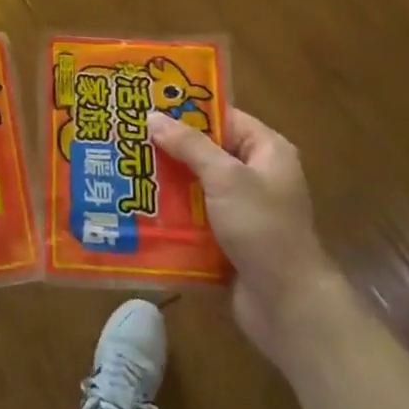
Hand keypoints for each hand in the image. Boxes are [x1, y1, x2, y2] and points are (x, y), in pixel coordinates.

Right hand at [149, 107, 345, 361]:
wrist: (285, 303)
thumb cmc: (262, 228)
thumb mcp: (225, 178)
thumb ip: (189, 145)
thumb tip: (153, 116)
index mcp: (266, 151)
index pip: (223, 118)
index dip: (187, 110)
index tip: (147, 105)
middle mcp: (256, 175)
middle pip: (206, 151)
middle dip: (168, 147)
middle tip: (126, 137)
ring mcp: (241, 208)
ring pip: (195, 184)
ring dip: (165, 181)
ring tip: (123, 169)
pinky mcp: (227, 236)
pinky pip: (193, 214)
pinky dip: (171, 211)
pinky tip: (137, 206)